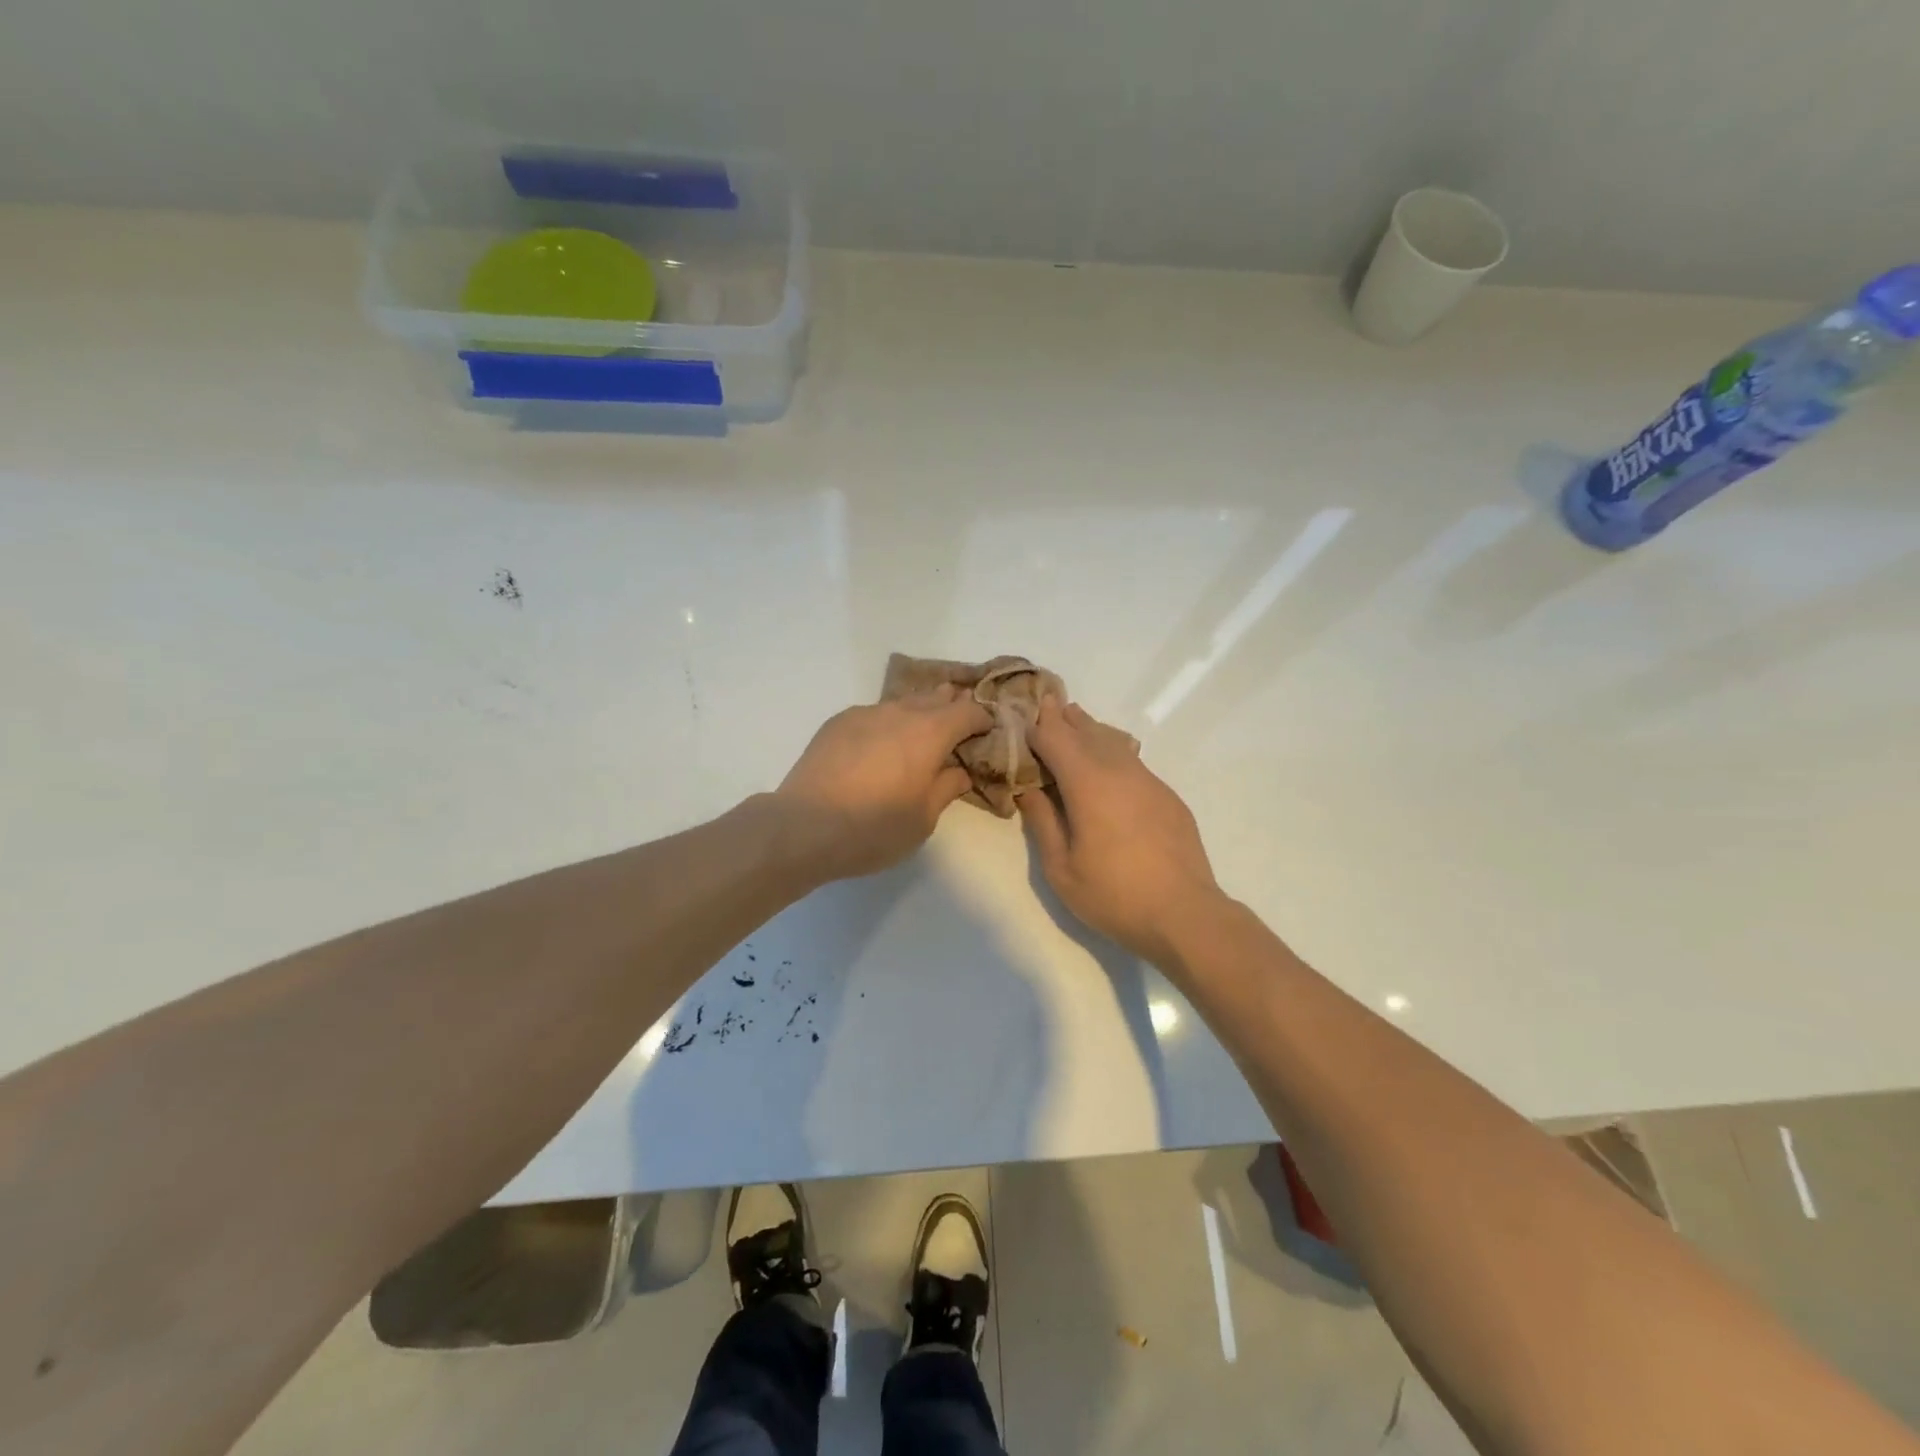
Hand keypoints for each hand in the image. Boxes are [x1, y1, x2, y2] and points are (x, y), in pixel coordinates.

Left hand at [774, 686, 993, 880]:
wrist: (803, 827)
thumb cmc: (874, 828)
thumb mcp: (923, 819)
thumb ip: (947, 788)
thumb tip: (959, 770)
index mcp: (930, 733)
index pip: (969, 712)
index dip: (984, 720)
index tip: (988, 734)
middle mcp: (899, 713)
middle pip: (936, 697)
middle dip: (953, 709)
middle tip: (960, 731)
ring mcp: (864, 714)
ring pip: (903, 703)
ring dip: (919, 714)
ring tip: (920, 738)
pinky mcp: (837, 723)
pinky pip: (874, 715)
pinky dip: (887, 725)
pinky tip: (880, 748)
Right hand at [1019, 698, 1221, 963]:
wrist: (1185, 914)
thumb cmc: (1114, 895)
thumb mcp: (1061, 868)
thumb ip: (1042, 822)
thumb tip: (1030, 790)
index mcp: (1088, 784)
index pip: (1056, 739)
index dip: (1038, 724)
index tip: (1024, 711)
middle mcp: (1119, 771)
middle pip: (1087, 732)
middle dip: (1065, 719)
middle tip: (1047, 704)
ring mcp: (1149, 781)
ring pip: (1114, 743)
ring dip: (1091, 730)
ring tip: (1076, 720)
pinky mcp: (1167, 796)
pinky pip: (1133, 761)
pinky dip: (1114, 751)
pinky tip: (1110, 759)